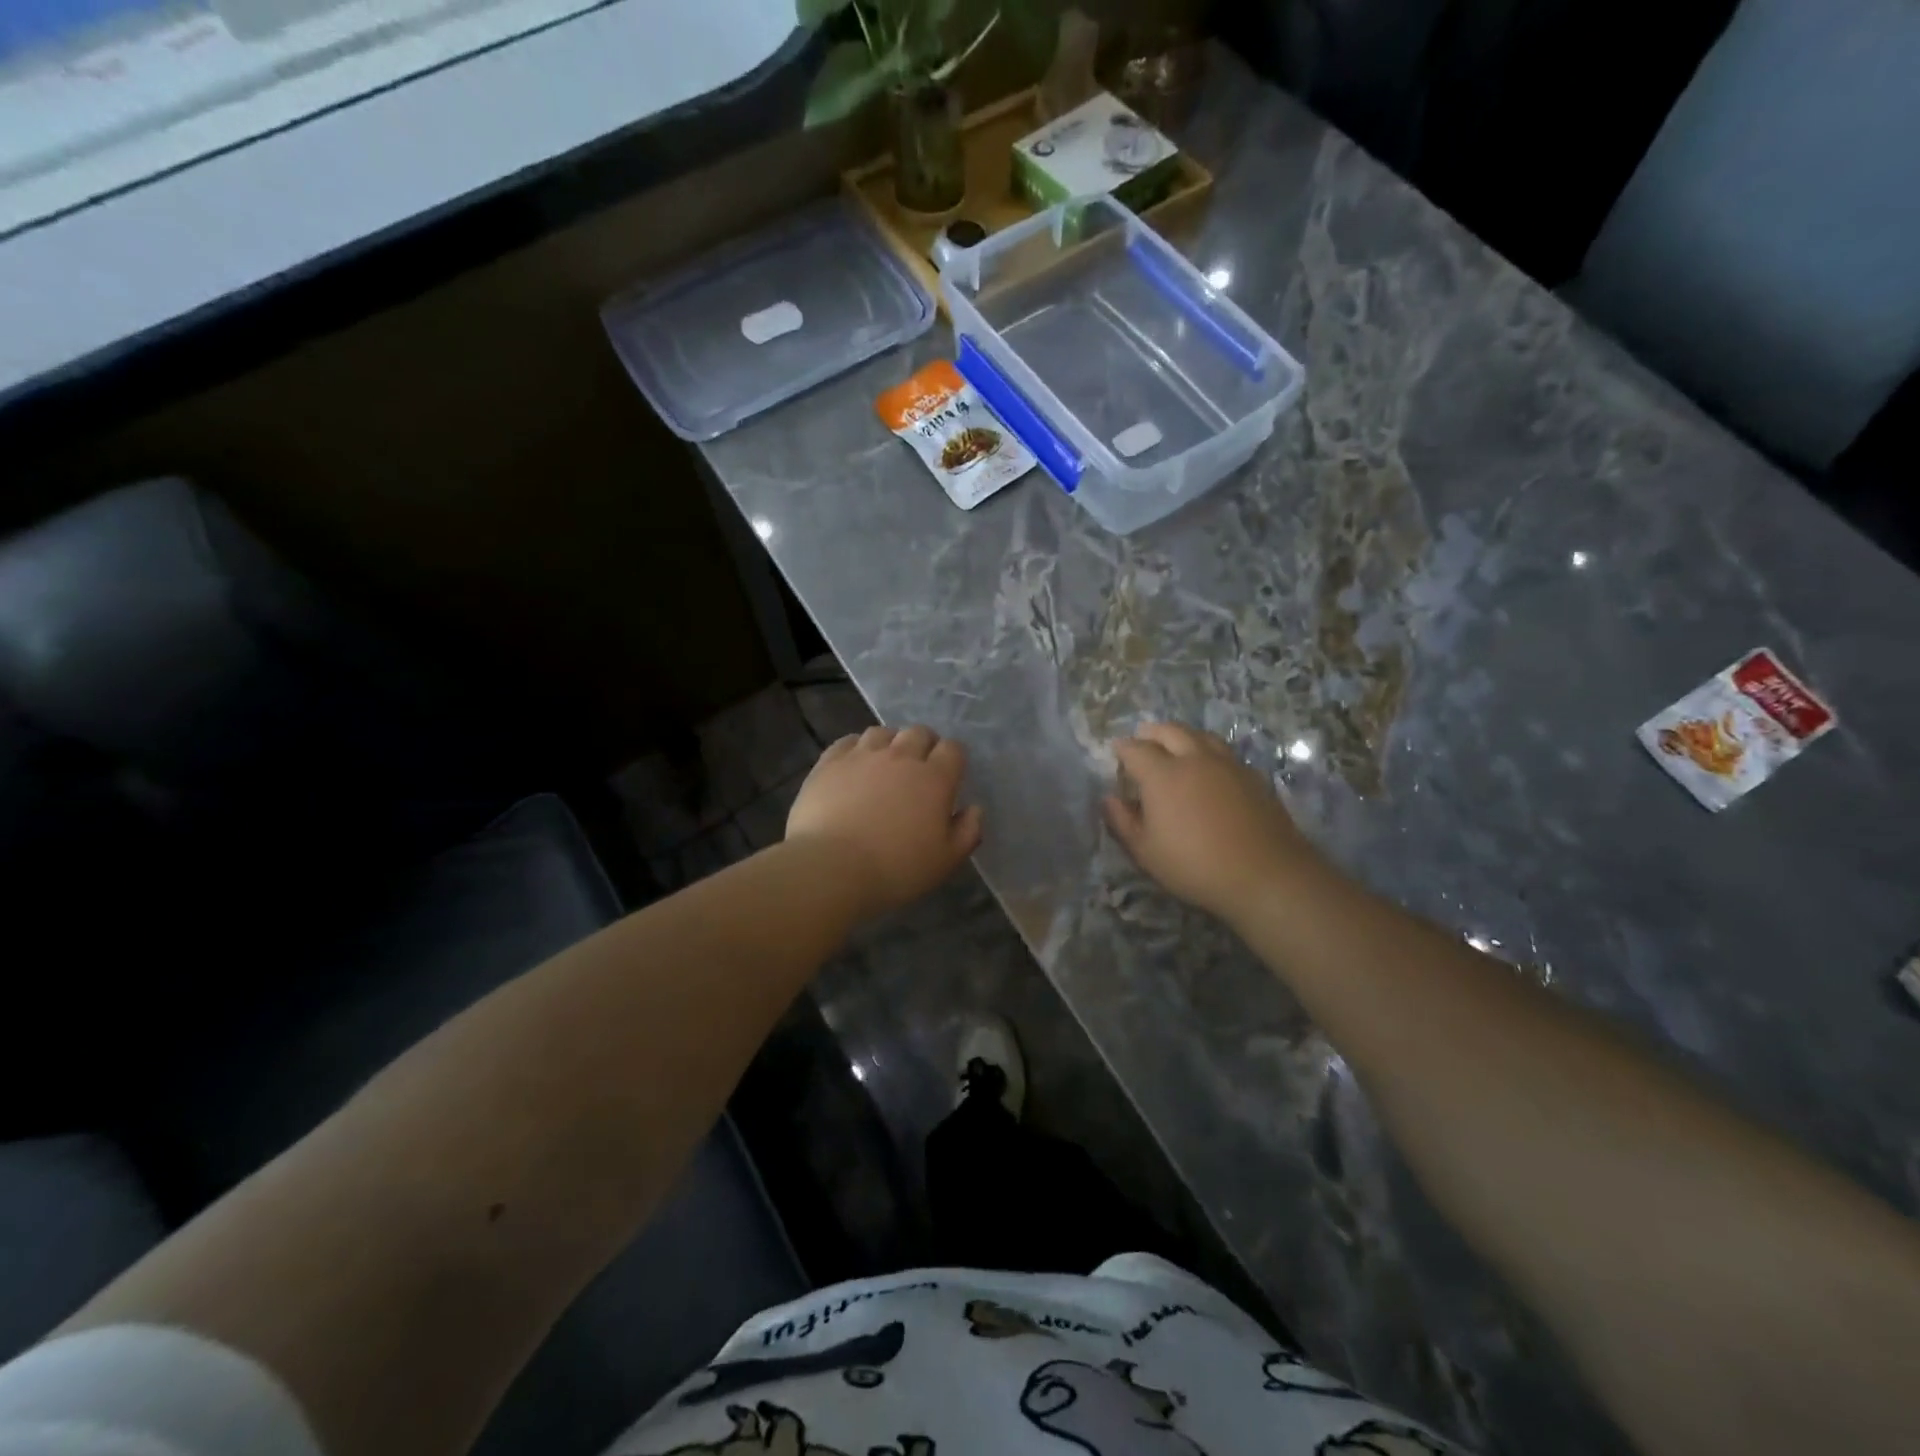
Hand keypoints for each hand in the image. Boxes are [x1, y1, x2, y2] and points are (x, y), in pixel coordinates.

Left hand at [786, 725, 983, 918]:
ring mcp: (863, 755)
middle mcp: (901, 756)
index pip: (953, 749)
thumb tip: (974, 809)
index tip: (949, 776)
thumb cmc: (896, 869)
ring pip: (883, 732)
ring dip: (890, 744)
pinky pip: (848, 741)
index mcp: (935, 778)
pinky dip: (857, 748)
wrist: (831, 868)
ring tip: (885, 765)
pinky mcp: (830, 762)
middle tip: (918, 769)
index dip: (953, 759)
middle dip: (924, 745)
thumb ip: (968, 831)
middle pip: (919, 732)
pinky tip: (854, 765)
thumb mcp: (946, 861)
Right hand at [1104, 723, 1322, 920]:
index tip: (1116, 753)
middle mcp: (1194, 759)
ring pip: (1201, 735)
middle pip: (1169, 730)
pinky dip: (1208, 752)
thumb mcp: (1146, 852)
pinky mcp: (1253, 776)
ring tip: (1176, 747)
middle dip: (1151, 732)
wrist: (1265, 875)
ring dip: (1182, 736)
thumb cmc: (1195, 866)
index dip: (1122, 749)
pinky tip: (1209, 769)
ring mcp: (1227, 764)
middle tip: (1143, 740)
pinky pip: (1224, 753)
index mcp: (1162, 774)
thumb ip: (1123, 821)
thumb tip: (1110, 799)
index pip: (1135, 749)